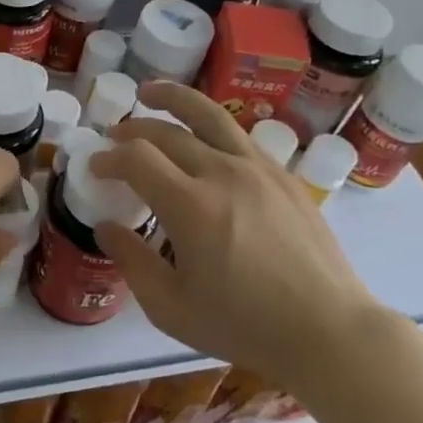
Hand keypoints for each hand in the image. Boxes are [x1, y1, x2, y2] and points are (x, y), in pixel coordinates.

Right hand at [91, 82, 393, 391]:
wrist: (328, 330)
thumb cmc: (243, 325)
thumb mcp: (171, 307)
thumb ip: (132, 261)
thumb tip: (106, 227)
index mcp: (191, 206)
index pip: (137, 158)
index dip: (109, 158)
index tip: (95, 168)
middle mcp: (224, 173)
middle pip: (168, 131)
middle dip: (133, 129)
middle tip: (114, 138)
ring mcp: (259, 170)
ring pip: (210, 116)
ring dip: (174, 99)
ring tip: (151, 92)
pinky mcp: (285, 177)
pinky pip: (240, 137)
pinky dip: (211, 127)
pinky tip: (204, 138)